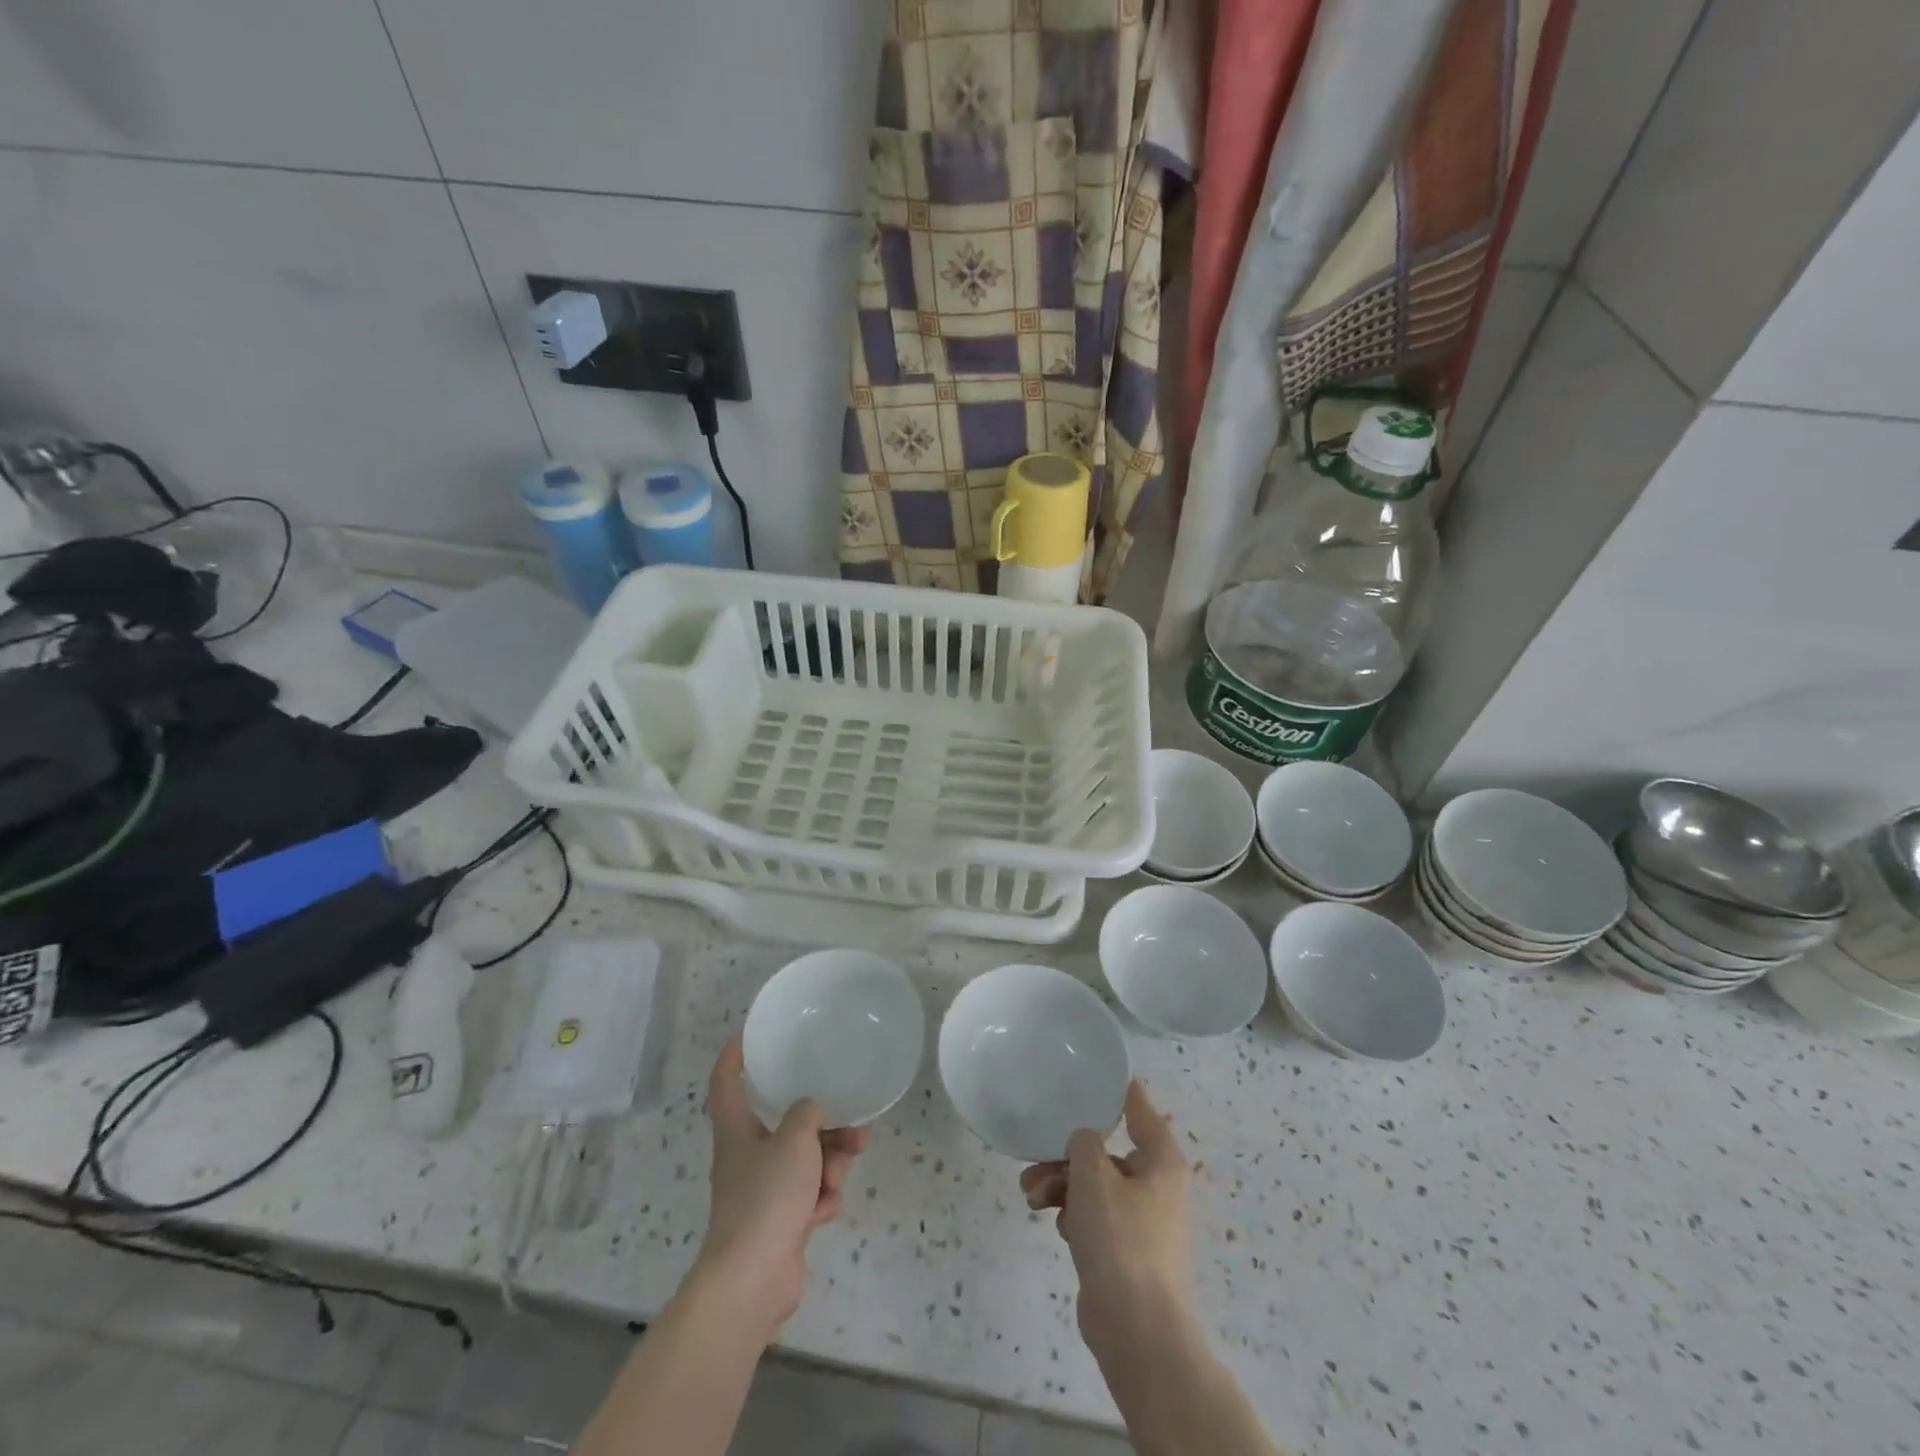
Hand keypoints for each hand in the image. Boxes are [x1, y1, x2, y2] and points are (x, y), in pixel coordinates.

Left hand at [694, 1037, 868, 1334]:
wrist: (753, 1279)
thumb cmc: (767, 1196)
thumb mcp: (795, 1140)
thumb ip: (808, 1114)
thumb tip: (811, 1111)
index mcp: (736, 1131)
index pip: (726, 1084)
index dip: (732, 1059)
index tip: (745, 1037)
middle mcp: (746, 1157)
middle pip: (786, 1126)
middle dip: (823, 1126)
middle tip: (854, 1126)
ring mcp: (763, 1192)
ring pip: (805, 1160)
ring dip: (830, 1163)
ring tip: (841, 1173)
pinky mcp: (779, 1223)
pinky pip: (808, 1195)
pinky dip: (821, 1198)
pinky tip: (825, 1209)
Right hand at [1019, 1080, 1192, 1356]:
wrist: (1136, 1330)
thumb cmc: (1120, 1239)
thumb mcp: (1094, 1175)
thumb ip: (1084, 1142)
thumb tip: (1084, 1140)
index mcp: (1160, 1158)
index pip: (1137, 1107)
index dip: (1113, 1089)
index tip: (1085, 1075)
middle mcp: (1156, 1183)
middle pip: (1105, 1151)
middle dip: (1066, 1156)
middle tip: (1034, 1164)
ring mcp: (1142, 1219)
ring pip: (1094, 1184)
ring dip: (1061, 1185)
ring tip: (1031, 1197)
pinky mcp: (1125, 1250)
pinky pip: (1095, 1216)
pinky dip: (1073, 1214)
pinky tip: (1056, 1225)